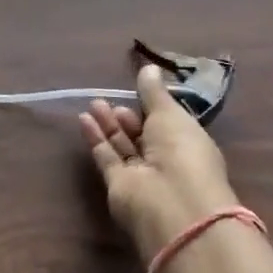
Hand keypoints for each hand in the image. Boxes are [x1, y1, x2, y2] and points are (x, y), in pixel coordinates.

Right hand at [80, 65, 239, 264]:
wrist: (172, 205)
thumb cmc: (182, 153)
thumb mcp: (170, 114)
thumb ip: (154, 92)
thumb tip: (149, 67)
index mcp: (188, 144)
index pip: (168, 124)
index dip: (152, 108)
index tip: (136, 90)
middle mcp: (166, 162)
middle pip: (142, 136)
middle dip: (126, 117)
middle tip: (109, 99)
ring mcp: (142, 176)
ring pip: (122, 146)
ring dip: (108, 124)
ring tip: (94, 104)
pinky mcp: (119, 186)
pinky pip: (106, 158)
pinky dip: (96, 139)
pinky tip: (84, 119)